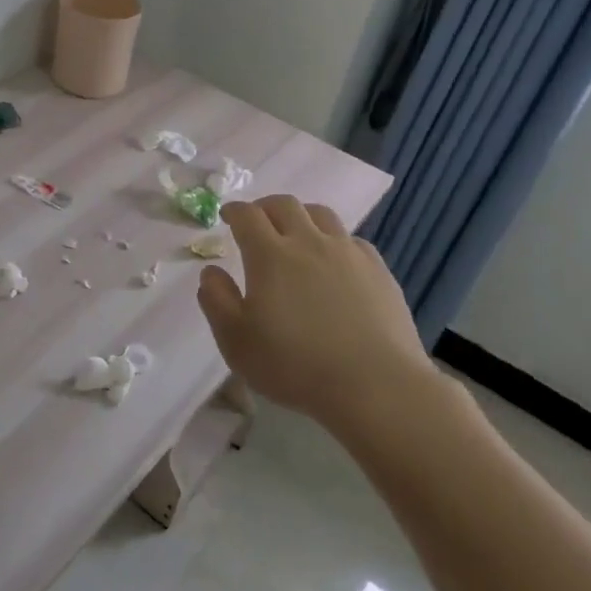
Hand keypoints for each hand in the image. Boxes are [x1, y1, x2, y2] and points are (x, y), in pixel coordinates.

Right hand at [196, 196, 445, 428]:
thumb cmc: (295, 365)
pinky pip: (351, 240)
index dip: (234, 211)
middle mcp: (309, 242)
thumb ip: (217, 301)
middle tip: (257, 221)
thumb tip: (211, 272)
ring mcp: (348, 253)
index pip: (247, 216)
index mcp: (270, 255)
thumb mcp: (236, 341)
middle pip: (285, 205)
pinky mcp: (378, 270)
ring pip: (322, 215)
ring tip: (296, 233)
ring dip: (301, 216)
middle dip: (265, 207)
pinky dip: (334, 241)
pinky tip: (334, 262)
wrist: (375, 385)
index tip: (227, 216)